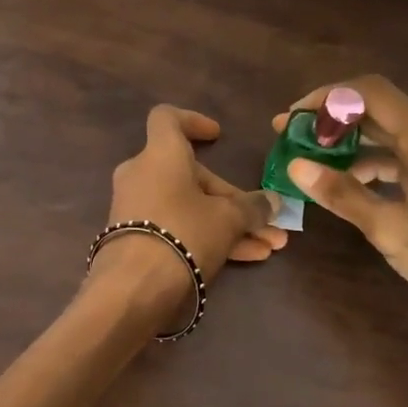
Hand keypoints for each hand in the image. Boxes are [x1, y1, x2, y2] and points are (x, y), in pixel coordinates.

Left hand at [90, 105, 285, 322]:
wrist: (134, 287)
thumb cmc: (184, 233)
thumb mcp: (228, 219)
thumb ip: (253, 208)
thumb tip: (273, 203)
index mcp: (160, 154)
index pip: (167, 119)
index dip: (193, 122)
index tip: (217, 135)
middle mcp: (143, 175)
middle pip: (192, 176)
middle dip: (235, 200)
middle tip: (267, 220)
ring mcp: (138, 209)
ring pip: (191, 207)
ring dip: (231, 225)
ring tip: (270, 247)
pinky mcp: (136, 239)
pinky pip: (179, 228)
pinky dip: (210, 238)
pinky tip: (250, 258)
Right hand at [276, 75, 407, 383]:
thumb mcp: (393, 231)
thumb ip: (344, 195)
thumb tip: (296, 165)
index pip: (373, 94)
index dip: (329, 97)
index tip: (292, 118)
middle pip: (380, 114)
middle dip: (333, 122)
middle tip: (290, 139)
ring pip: (391, 142)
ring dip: (350, 148)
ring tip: (312, 167)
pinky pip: (403, 165)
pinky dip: (372, 170)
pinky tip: (350, 190)